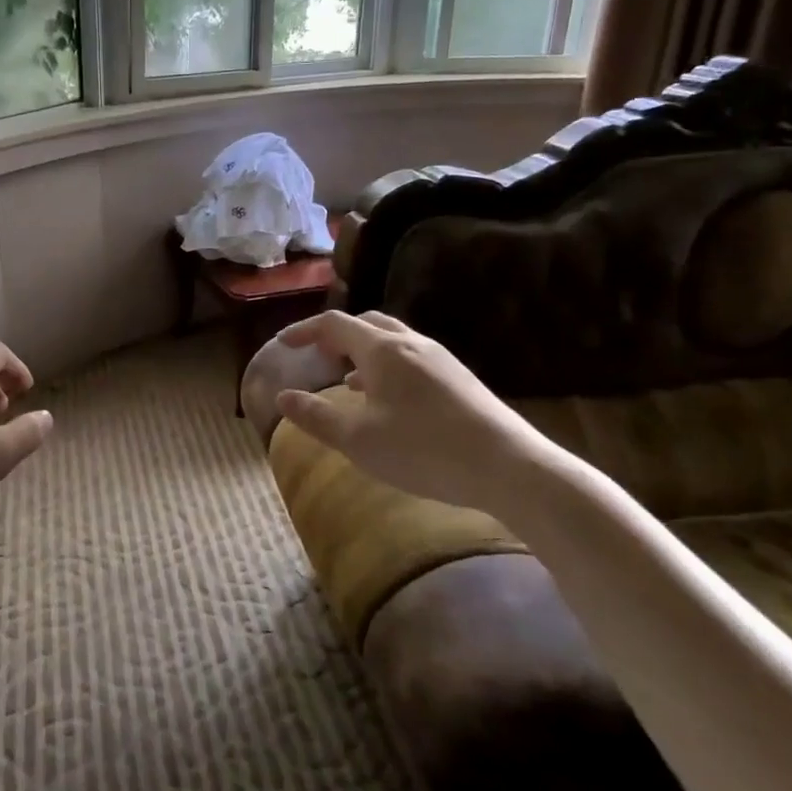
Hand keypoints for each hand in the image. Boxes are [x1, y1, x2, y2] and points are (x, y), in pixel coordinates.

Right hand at [273, 310, 568, 514]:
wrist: (509, 467)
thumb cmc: (424, 450)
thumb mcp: (358, 439)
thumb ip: (316, 416)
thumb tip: (282, 397)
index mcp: (382, 350)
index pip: (334, 324)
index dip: (304, 330)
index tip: (283, 343)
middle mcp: (412, 344)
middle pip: (367, 323)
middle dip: (336, 335)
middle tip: (317, 354)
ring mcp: (441, 360)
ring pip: (393, 340)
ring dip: (363, 352)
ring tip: (346, 378)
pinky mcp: (460, 379)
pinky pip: (412, 359)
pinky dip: (387, 367)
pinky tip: (389, 401)